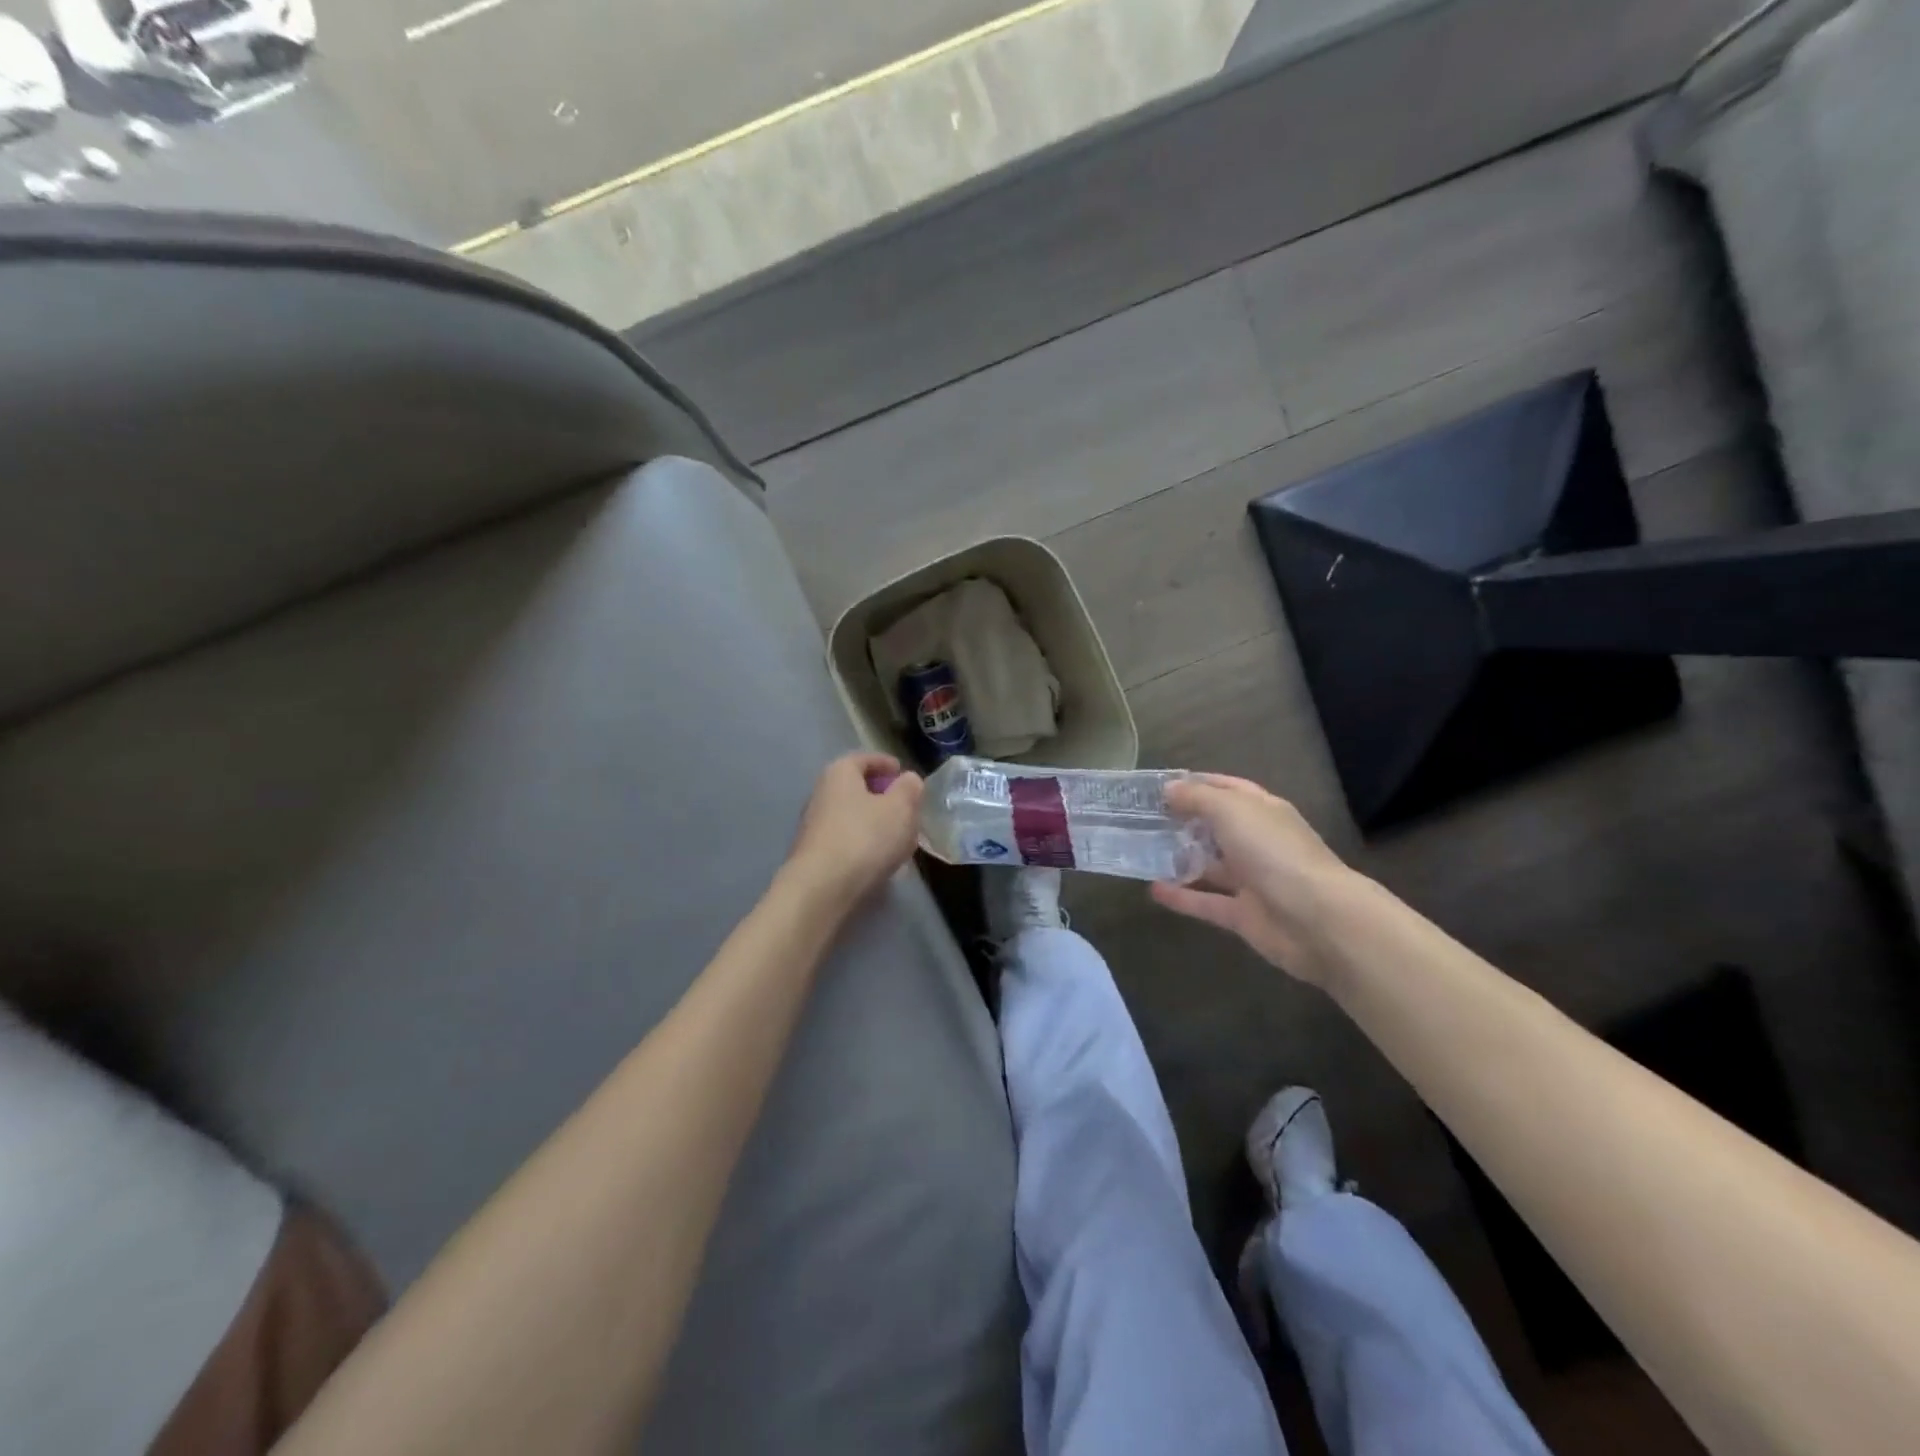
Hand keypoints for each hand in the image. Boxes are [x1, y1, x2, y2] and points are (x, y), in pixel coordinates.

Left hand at [785, 752, 925, 909]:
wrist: (821, 888)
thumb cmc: (864, 837)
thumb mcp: (900, 808)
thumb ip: (909, 789)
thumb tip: (909, 780)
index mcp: (840, 773)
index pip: (864, 759)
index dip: (886, 763)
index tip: (904, 774)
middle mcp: (822, 794)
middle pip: (857, 788)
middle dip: (883, 796)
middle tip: (908, 807)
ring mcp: (816, 826)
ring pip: (853, 816)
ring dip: (876, 822)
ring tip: (901, 837)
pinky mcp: (817, 854)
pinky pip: (848, 840)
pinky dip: (866, 843)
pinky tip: (882, 859)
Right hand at [1151, 775, 1357, 984]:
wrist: (1317, 920)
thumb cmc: (1274, 852)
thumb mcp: (1231, 811)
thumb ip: (1197, 798)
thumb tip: (1169, 789)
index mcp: (1262, 811)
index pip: (1226, 789)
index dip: (1195, 784)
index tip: (1158, 787)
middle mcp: (1257, 842)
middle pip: (1216, 827)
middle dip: (1182, 822)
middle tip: (1141, 820)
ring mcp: (1251, 880)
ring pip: (1210, 865)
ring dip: (1180, 859)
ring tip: (1142, 852)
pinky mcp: (1243, 915)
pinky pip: (1206, 902)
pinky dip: (1181, 897)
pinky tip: (1152, 889)